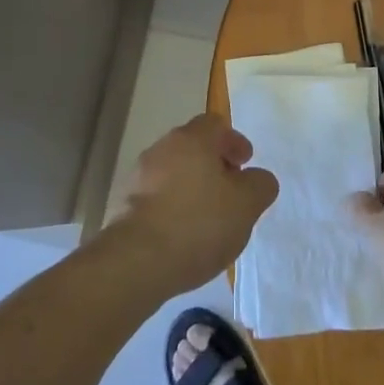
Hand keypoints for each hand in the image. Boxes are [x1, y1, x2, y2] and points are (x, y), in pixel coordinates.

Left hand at [109, 114, 278, 294]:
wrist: (136, 260)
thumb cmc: (198, 223)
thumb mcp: (246, 205)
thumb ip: (260, 185)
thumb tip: (258, 178)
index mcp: (192, 139)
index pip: (215, 124)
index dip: (234, 141)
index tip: (245, 163)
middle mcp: (162, 148)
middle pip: (192, 147)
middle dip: (212, 164)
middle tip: (229, 191)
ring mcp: (138, 175)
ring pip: (172, 172)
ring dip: (190, 186)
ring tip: (206, 218)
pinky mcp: (124, 204)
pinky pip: (155, 197)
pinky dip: (171, 207)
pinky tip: (181, 234)